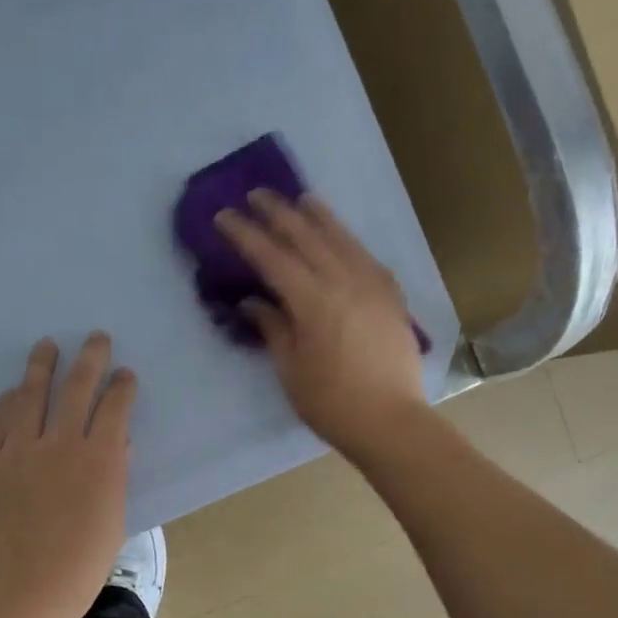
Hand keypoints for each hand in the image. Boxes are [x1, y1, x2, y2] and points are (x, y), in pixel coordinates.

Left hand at [0, 332, 137, 617]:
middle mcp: (60, 443)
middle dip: (90, 358)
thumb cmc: (80, 565)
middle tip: (95, 338)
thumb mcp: (113, 518)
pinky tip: (11, 393)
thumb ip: (115, 474)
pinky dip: (6, 403)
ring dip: (41, 366)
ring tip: (46, 346)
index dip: (122, 386)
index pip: (115, 407)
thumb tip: (118, 444)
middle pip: (76, 387)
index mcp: (99, 459)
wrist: (21, 592)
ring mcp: (19, 450)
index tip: (125, 374)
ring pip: (30, 394)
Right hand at [216, 190, 428, 461]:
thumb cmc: (332, 403)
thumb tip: (253, 301)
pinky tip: (340, 237)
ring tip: (301, 200)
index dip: (246, 235)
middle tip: (257, 195)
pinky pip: (366, 256)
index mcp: (314, 300)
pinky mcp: (391, 297)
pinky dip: (347, 240)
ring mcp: (373, 286)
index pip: (272, 257)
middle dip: (279, 214)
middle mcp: (345, 281)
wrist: (392, 422)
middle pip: (307, 237)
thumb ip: (273, 327)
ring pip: (342, 239)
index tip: (225, 216)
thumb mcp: (291, 369)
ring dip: (318, 217)